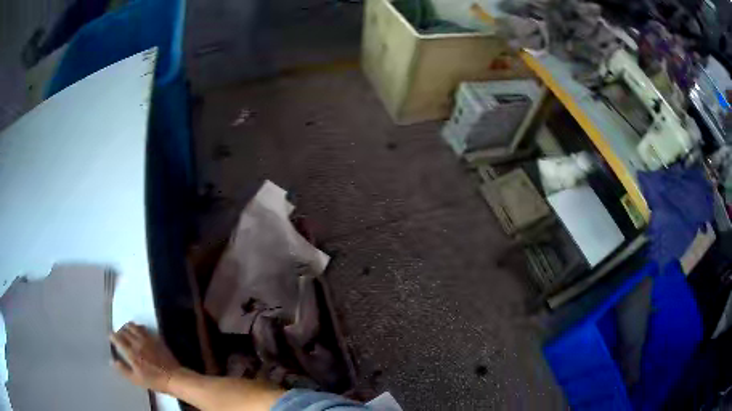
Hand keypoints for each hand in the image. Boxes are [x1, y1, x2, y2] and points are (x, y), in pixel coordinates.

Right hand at [110, 322, 181, 392]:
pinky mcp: (155, 338)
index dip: (112, 336)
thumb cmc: (154, 381)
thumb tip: (112, 361)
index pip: (117, 338)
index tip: (111, 338)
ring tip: (127, 333)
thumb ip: (123, 369)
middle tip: (119, 336)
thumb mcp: (136, 379)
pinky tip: (138, 332)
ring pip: (133, 326)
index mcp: (131, 352)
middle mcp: (137, 342)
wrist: (173, 377)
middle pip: (124, 330)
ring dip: (128, 327)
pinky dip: (138, 328)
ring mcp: (147, 339)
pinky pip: (143, 328)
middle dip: (119, 331)